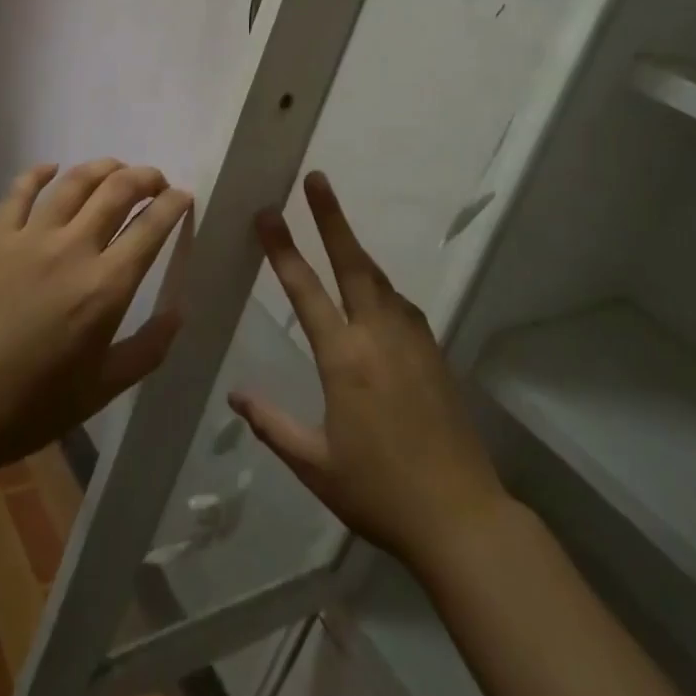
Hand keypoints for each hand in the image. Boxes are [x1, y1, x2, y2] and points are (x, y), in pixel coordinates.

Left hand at [0, 159, 191, 479]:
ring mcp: (29, 237)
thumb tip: (178, 313)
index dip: (174, 204)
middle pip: (118, 189)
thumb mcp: (101, 390)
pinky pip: (20, 189)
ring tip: (117, 170)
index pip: (152, 227)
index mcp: (105, 287)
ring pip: (75, 180)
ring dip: (104, 167)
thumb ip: (147, 349)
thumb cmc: (28, 408)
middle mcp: (72, 249)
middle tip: (156, 182)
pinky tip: (52, 169)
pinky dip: (41, 172)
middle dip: (146, 177)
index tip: (184, 198)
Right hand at [230, 173, 509, 576]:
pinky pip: (402, 305)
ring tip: (337, 227)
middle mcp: (379, 336)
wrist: (460, 515)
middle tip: (316, 179)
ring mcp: (412, 341)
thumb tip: (235, 396)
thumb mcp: (315, 464)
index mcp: (344, 359)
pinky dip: (381, 286)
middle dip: (331, 218)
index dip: (283, 250)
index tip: (267, 213)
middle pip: (353, 263)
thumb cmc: (379, 491)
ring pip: (380, 280)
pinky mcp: (434, 353)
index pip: (306, 291)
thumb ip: (273, 426)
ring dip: (356, 249)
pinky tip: (376, 292)